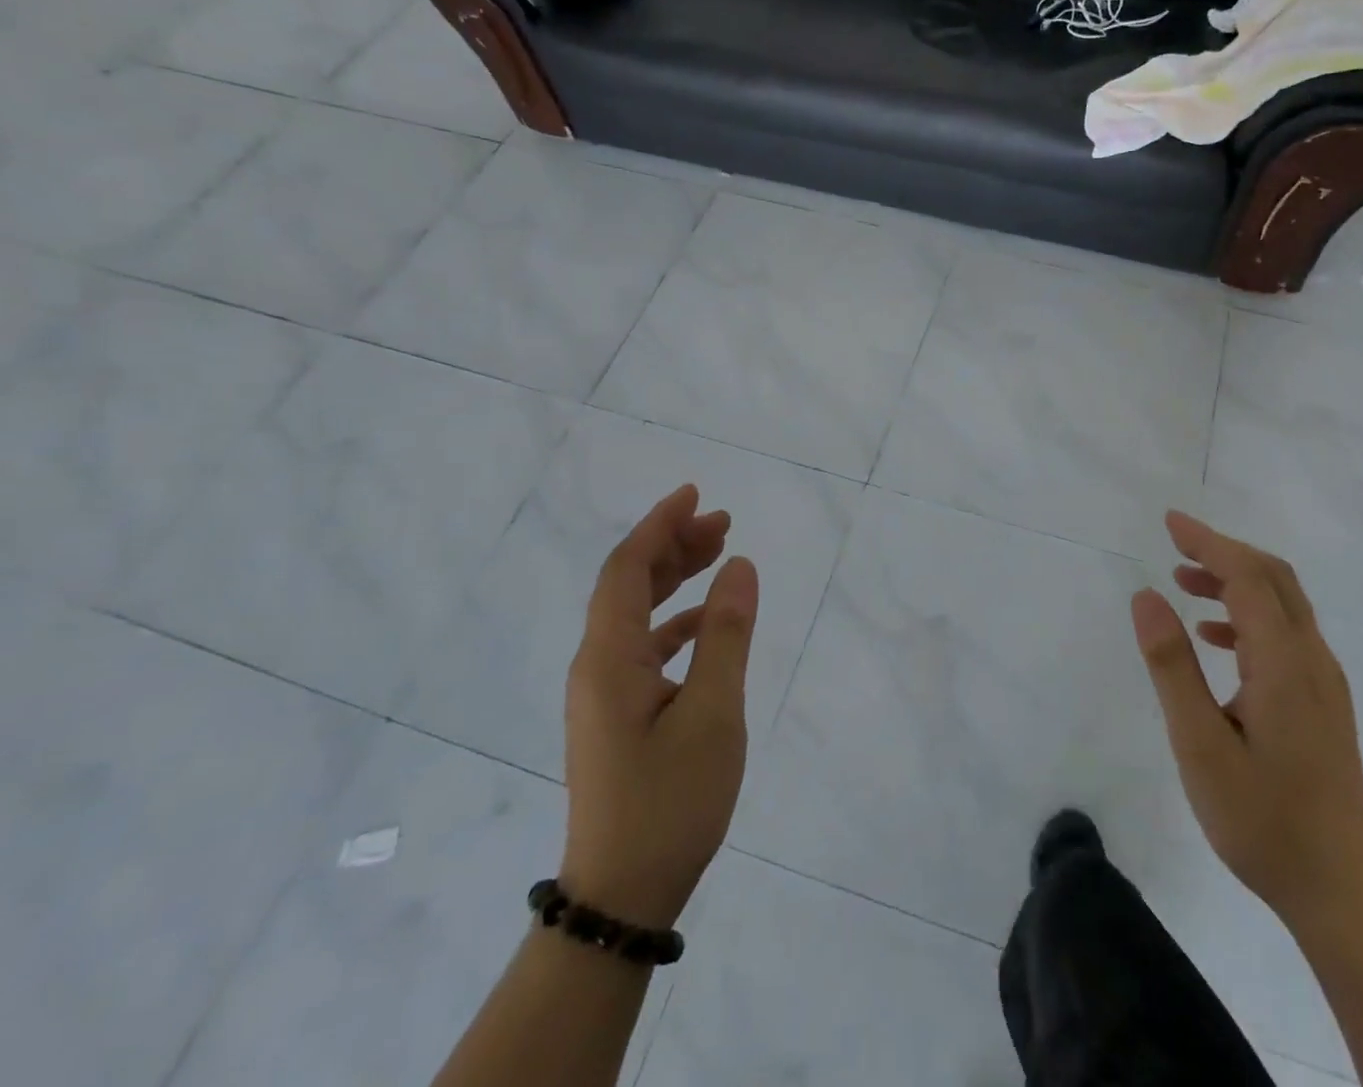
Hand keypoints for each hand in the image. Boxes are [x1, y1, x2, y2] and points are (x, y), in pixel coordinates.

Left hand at [559, 484, 758, 929]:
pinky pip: (643, 645)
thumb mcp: (714, 712)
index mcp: (609, 658)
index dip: (659, 525)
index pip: (627, 568)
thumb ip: (727, 634)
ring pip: (635, 614)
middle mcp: (597, 666)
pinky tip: (707, 623)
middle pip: (628, 584)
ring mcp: (603, 693)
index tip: (695, 494)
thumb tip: (739, 565)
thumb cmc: (670, 799)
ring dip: (674, 578)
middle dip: (673, 545)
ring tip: (719, 555)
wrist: (623, 893)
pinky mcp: (617, 715)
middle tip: (722, 522)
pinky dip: (675, 620)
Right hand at [1131, 511, 1362, 929]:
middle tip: (1175, 543)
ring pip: (1282, 605)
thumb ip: (1171, 666)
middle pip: (1274, 579)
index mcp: (1284, 662)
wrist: (1342, 891)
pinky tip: (1214, 639)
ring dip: (1235, 581)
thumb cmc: (1263, 819)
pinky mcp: (1324, 703)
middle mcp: (1312, 659)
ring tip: (1184, 582)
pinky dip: (1248, 616)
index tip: (1169, 522)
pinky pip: (1286, 635)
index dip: (1209, 542)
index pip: (1248, 576)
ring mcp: (1324, 682)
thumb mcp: (1199, 744)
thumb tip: (1145, 595)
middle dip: (1224, 551)